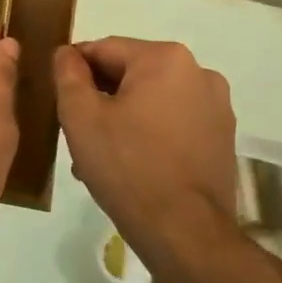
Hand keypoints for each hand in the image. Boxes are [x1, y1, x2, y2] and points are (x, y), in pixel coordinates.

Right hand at [53, 38, 237, 268]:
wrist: (184, 233)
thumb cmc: (127, 167)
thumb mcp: (80, 117)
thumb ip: (68, 75)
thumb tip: (66, 53)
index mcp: (165, 58)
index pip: (104, 49)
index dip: (75, 71)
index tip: (58, 98)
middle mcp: (199, 72)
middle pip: (131, 73)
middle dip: (101, 98)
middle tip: (76, 133)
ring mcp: (216, 106)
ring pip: (152, 99)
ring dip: (123, 118)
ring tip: (100, 155)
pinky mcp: (223, 137)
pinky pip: (174, 122)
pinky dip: (149, 133)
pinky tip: (131, 164)